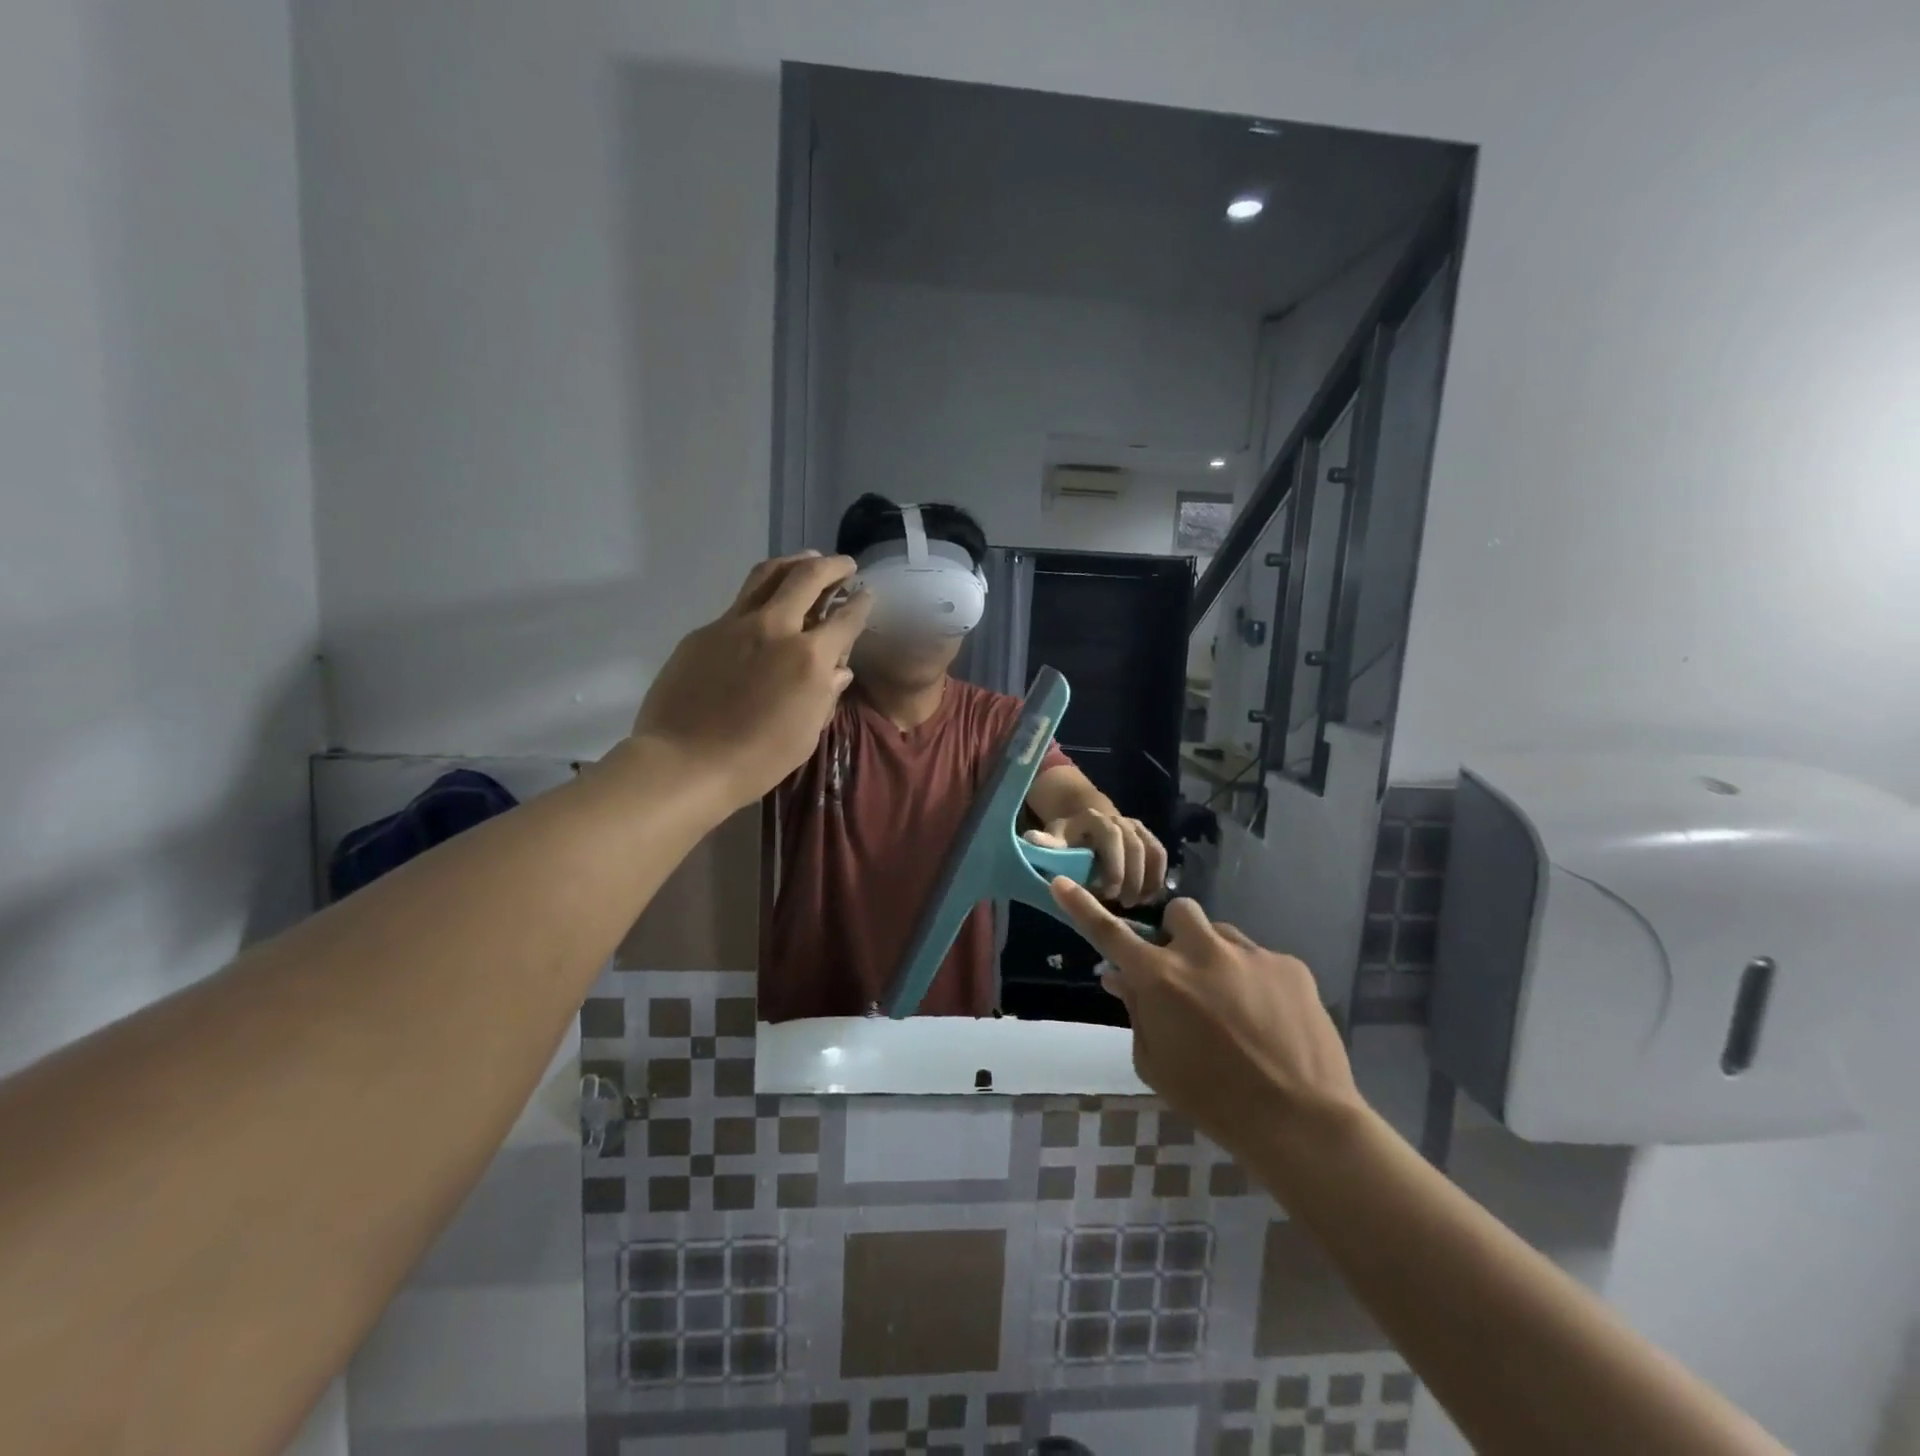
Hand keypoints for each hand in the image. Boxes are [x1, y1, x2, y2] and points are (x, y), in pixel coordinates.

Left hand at [630, 553, 870, 808]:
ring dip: (793, 563)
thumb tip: (838, 671)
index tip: (867, 593)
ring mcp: (734, 624)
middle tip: (844, 565)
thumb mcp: (806, 734)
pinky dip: (761, 597)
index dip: (861, 603)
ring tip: (807, 561)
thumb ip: (826, 695)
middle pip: (808, 577)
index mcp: (809, 657)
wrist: (684, 763)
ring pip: (768, 575)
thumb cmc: (757, 760)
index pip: (845, 618)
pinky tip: (764, 610)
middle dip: (832, 566)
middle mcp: (775, 628)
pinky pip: (739, 604)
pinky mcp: (704, 631)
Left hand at [1025, 810, 1165, 904]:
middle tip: (1125, 905)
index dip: (1114, 865)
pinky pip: (1160, 855)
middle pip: (1135, 846)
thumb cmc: (1066, 839)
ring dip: (1148, 879)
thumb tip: (1032, 839)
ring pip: (1152, 851)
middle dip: (1132, 877)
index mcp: (1095, 818)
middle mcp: (1120, 819)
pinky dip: (1158, 876)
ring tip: (1139, 905)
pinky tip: (1149, 898)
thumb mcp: (1053, 838)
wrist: (1084, 824)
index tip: (1109, 893)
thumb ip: (1047, 843)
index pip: (1111, 837)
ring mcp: (1137, 827)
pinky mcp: (1148, 838)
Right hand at [1047, 878, 1363, 1166]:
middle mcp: (1201, 952)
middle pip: (1178, 913)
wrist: (1300, 1121)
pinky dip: (1256, 980)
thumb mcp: (1155, 1063)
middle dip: (1176, 937)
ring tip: (1234, 1005)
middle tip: (1186, 975)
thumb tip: (1118, 976)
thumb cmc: (1213, 1100)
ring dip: (1216, 958)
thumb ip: (1135, 1011)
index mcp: (1160, 979)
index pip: (1110, 934)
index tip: (1061, 883)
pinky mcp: (1289, 964)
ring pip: (1222, 935)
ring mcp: (1249, 954)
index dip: (1082, 907)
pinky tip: (1270, 1019)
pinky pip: (1261, 959)